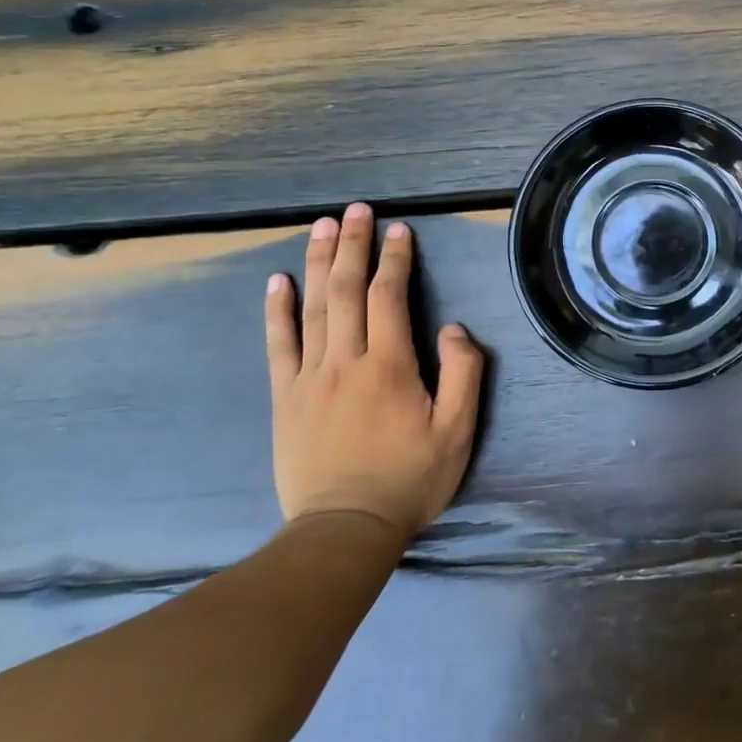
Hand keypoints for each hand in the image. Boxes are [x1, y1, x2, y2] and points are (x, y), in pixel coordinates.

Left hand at [264, 204, 483, 541]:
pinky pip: (278, 345)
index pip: (390, 297)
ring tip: (323, 227)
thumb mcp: (457, 432)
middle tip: (357, 210)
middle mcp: (345, 361)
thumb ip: (463, 374)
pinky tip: (278, 281)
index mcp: (390, 366)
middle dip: (354, 246)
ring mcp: (309, 377)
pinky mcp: (285, 397)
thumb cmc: (409, 480)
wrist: (344, 530)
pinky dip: (277, 309)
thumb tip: (452, 328)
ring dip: (319, 263)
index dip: (395, 259)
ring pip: (313, 307)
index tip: (399, 230)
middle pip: (347, 291)